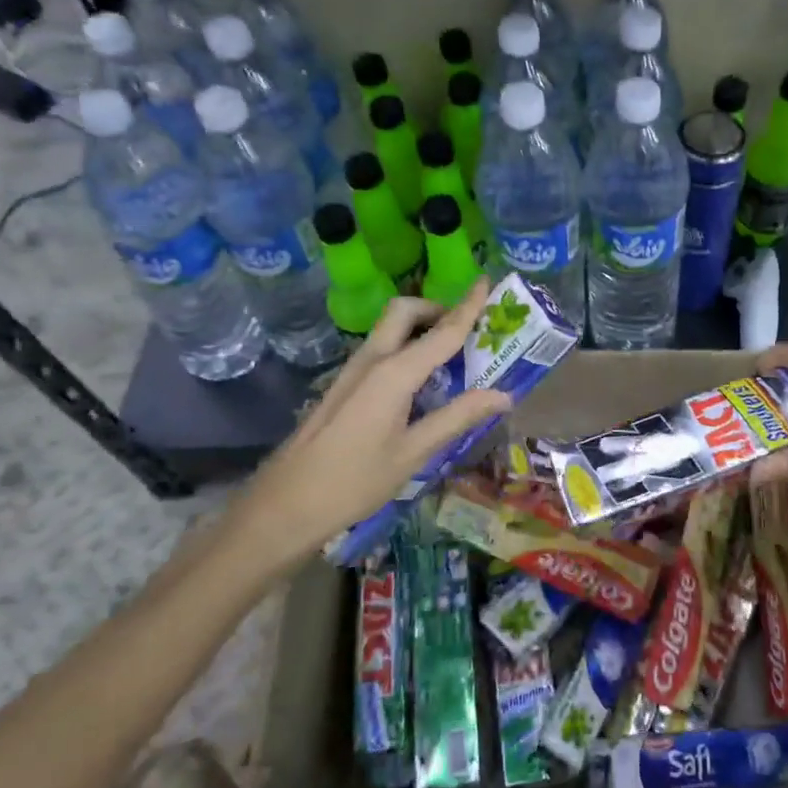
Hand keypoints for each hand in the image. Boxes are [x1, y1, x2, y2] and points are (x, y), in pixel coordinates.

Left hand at [227, 278, 510, 567]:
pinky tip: (420, 382)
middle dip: (437, 309)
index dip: (468, 306)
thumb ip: (457, 417)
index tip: (487, 282)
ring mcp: (353, 371)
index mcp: (394, 373)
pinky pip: (381, 349)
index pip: (442, 331)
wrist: (284, 505)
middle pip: (405, 311)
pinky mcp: (343, 385)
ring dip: (421, 327)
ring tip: (452, 355)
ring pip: (390, 328)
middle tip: (467, 331)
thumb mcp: (413, 453)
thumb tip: (503, 395)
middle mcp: (372, 360)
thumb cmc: (354, 482)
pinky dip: (407, 347)